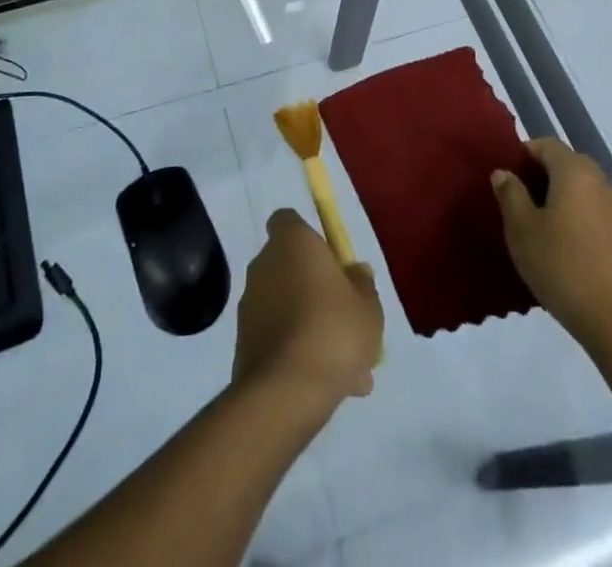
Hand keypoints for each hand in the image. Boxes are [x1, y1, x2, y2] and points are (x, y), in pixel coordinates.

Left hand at [233, 210, 383, 406]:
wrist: (286, 391)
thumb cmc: (333, 330)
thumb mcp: (368, 306)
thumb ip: (363, 284)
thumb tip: (355, 271)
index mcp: (291, 242)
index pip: (288, 221)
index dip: (308, 237)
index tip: (330, 262)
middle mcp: (263, 265)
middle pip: (290, 267)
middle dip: (315, 291)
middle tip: (345, 322)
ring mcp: (249, 306)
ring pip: (287, 308)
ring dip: (310, 327)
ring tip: (348, 371)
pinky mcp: (242, 344)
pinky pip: (277, 339)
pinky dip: (297, 354)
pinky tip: (326, 386)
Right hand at [493, 138, 611, 344]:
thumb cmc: (562, 266)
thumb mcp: (522, 229)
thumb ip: (510, 194)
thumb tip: (504, 172)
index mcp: (575, 171)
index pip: (546, 144)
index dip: (523, 154)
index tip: (506, 178)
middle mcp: (601, 182)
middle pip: (567, 164)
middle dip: (541, 176)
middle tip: (517, 201)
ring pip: (582, 189)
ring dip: (559, 198)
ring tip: (538, 226)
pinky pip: (594, 212)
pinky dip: (576, 217)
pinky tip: (563, 247)